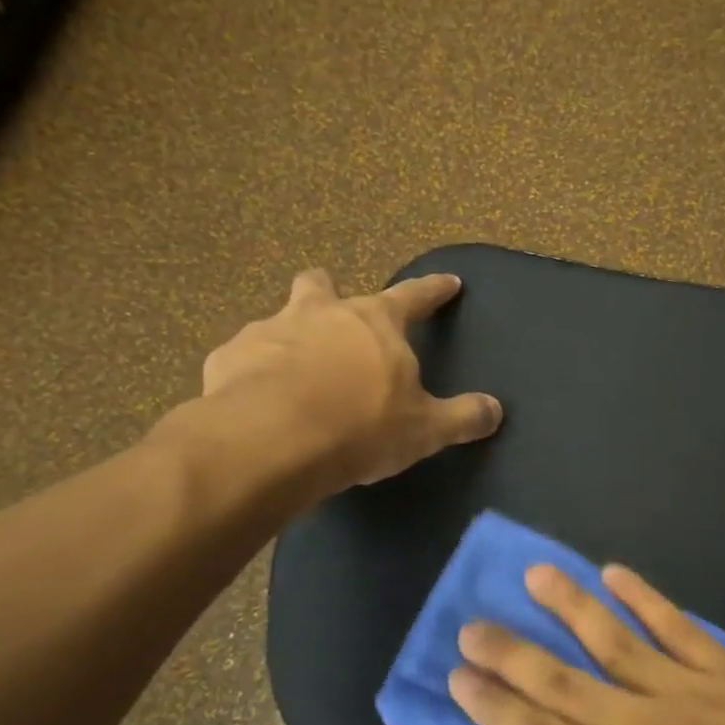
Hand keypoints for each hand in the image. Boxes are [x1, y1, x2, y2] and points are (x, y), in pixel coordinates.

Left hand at [196, 268, 501, 492]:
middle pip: (324, 286)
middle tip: (335, 315)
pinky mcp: (228, 357)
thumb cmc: (360, 426)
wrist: (270, 442)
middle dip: (329, 293)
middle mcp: (321, 313)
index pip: (414, 296)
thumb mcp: (424, 429)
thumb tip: (496, 411)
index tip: (448, 282)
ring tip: (293, 370)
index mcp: (374, 322)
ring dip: (289, 336)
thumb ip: (462, 417)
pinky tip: (255, 399)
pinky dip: (253, 371)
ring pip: (279, 318)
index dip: (434, 290)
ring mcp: (269, 330)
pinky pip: (243, 357)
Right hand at [448, 564, 724, 724]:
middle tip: (473, 624)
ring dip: (570, 605)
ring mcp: (694, 691)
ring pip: (616, 639)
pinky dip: (644, 597)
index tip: (459, 677)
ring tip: (534, 574)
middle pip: (565, 682)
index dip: (496, 708)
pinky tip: (614, 573)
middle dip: (513, 652)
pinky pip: (678, 626)